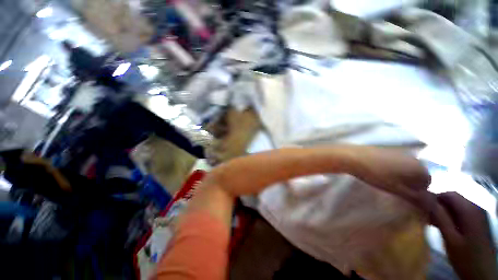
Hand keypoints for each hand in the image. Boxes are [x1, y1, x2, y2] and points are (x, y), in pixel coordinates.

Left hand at [346, 146, 430, 201]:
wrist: (356, 158)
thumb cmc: (378, 175)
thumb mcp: (399, 190)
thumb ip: (418, 198)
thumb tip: (434, 206)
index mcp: (421, 168)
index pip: (428, 183)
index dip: (417, 191)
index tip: (403, 193)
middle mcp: (416, 158)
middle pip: (419, 175)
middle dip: (410, 183)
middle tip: (394, 187)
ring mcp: (402, 152)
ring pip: (408, 168)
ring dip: (401, 175)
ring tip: (385, 179)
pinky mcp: (390, 149)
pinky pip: (398, 162)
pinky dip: (393, 168)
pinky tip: (380, 170)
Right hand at [431, 192, 497, 279]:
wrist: (483, 274)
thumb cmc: (466, 258)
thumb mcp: (451, 239)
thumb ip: (440, 217)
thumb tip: (424, 198)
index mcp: (471, 211)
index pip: (449, 194)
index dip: (434, 198)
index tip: (421, 207)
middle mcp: (477, 209)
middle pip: (454, 199)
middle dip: (439, 206)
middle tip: (426, 217)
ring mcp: (479, 216)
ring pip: (457, 206)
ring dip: (444, 212)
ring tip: (433, 223)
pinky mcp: (478, 223)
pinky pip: (462, 214)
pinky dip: (451, 217)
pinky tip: (445, 227)